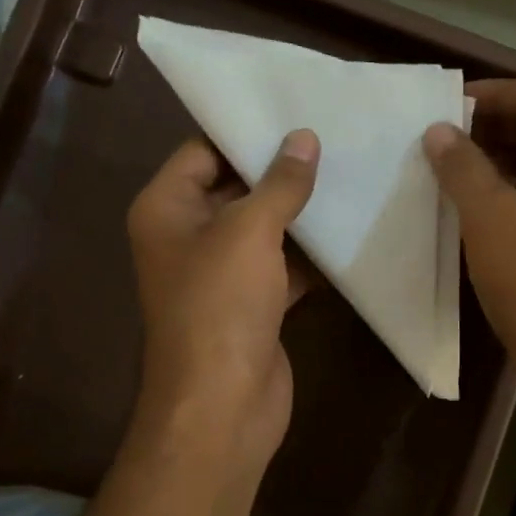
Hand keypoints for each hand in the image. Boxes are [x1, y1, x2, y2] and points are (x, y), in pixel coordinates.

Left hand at [126, 131, 318, 472]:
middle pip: (235, 189)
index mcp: (166, 210)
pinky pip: (281, 267)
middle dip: (280, 171)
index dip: (244, 133)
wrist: (223, 404)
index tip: (295, 111)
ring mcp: (221, 274)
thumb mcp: (248, 232)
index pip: (202, 152)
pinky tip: (348, 232)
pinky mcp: (252, 305)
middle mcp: (187, 237)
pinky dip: (310, 255)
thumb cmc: (220, 306)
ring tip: (349, 174)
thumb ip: (279, 184)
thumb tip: (304, 139)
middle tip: (333, 139)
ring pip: (263, 230)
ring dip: (300, 213)